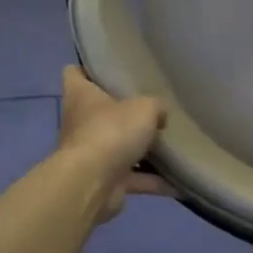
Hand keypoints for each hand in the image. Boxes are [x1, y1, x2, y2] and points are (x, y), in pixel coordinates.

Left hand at [57, 65, 172, 221]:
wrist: (93, 183)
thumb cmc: (112, 131)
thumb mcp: (145, 107)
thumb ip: (156, 106)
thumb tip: (160, 115)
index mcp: (81, 96)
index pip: (75, 73)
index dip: (89, 69)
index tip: (111, 69)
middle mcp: (81, 123)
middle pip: (101, 112)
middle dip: (125, 113)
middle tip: (153, 108)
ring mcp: (91, 154)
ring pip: (119, 147)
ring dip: (142, 150)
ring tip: (171, 145)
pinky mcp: (104, 180)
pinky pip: (134, 178)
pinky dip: (153, 181)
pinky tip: (178, 181)